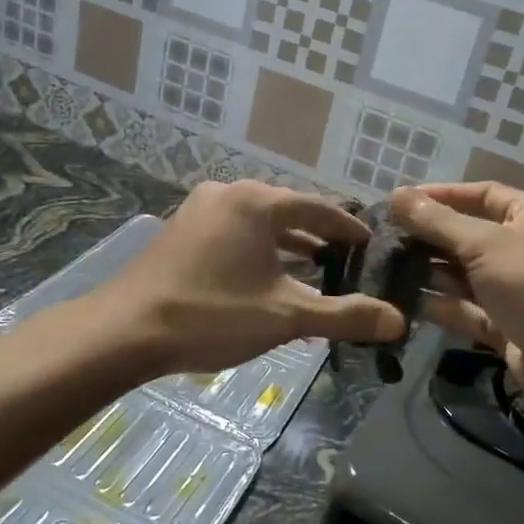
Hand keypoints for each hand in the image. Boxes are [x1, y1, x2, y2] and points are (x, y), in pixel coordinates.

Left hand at [99, 180, 403, 376]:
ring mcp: (199, 210)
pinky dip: (257, 249)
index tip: (371, 245)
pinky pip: (233, 232)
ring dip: (287, 244)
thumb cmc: (211, 315)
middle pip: (287, 210)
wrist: (125, 330)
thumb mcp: (284, 316)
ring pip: (258, 222)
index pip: (318, 209)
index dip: (349, 228)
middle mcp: (228, 193)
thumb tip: (398, 320)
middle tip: (348, 260)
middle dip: (318, 236)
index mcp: (257, 201)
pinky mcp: (181, 230)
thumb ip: (343, 315)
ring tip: (315, 268)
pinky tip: (266, 277)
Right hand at [392, 182, 523, 422]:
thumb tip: (397, 194)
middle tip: (384, 238)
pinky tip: (408, 302)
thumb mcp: (485, 244)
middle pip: (470, 234)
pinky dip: (444, 305)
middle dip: (430, 236)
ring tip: (386, 268)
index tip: (399, 202)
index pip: (481, 194)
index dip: (440, 195)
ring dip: (432, 272)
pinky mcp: (510, 326)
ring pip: (467, 274)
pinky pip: (470, 309)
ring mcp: (519, 289)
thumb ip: (438, 221)